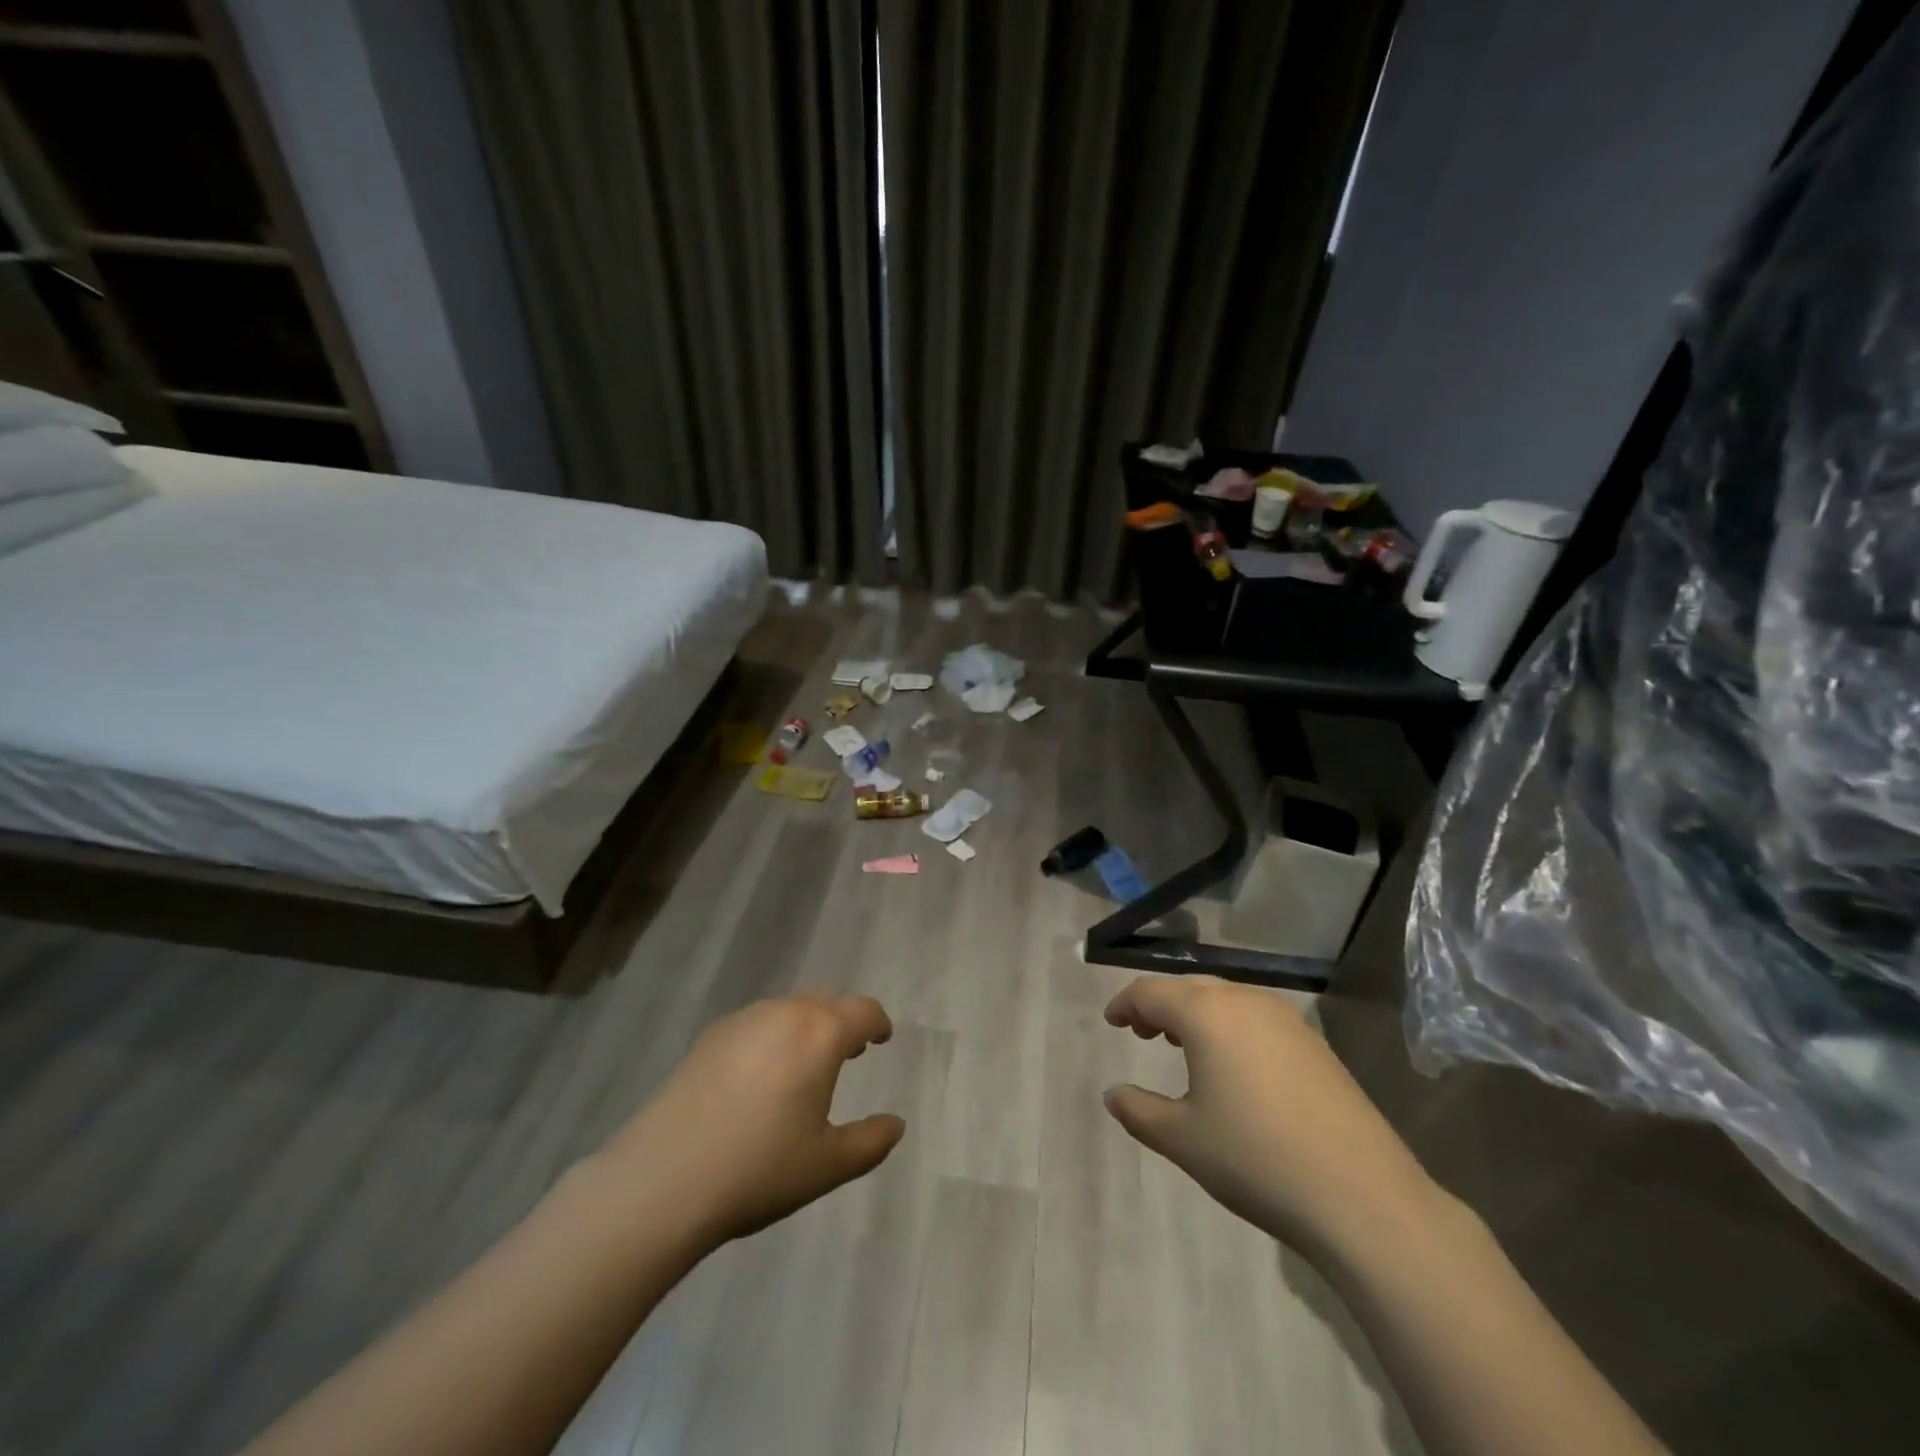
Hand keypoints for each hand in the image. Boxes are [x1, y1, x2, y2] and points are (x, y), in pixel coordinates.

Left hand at [594, 993, 905, 1245]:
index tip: (881, 1039)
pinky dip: (771, 1036)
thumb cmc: (759, 1169)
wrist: (663, 1178)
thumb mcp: (827, 1165)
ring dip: (806, 1026)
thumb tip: (896, 1125)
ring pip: (788, 1008)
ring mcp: (743, 1020)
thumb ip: (870, 1142)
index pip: (863, 1010)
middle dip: (842, 1020)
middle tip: (847, 1053)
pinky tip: (758, 1077)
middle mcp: (785, 1013)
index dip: (878, 1023)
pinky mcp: (709, 1036)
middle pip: (826, 1000)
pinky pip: (756, 1023)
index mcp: (821, 1034)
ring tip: (803, 1065)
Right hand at [1103, 975, 1438, 1259]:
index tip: (1111, 1021)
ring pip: (1226, 1000)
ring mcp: (1287, 1020)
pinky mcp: (1315, 1044)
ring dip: (1197, 1014)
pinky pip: (1257, 1018)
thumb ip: (1139, 1111)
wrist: (1363, 1197)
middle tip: (1142, 1032)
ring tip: (1183, 1045)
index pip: (1151, 992)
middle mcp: (1245, 1002)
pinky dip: (1231, 1027)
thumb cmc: (1256, 1159)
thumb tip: (1113, 1094)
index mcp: (1206, 1014)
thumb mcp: (1183, 1140)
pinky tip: (1234, 1066)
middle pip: (1190, 988)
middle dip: (1160, 1005)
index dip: (1125, 1004)